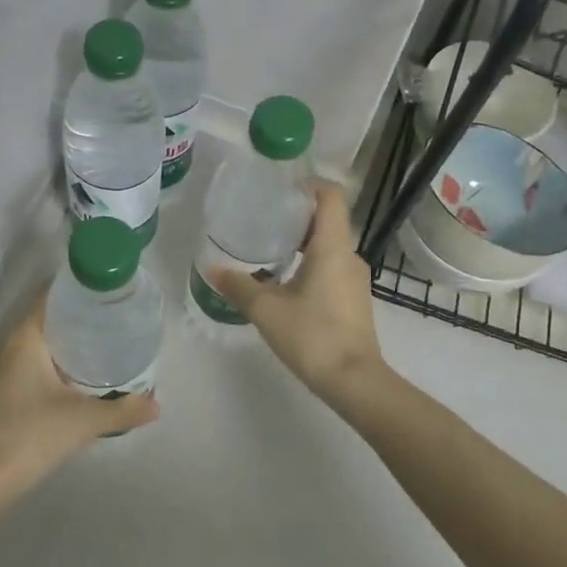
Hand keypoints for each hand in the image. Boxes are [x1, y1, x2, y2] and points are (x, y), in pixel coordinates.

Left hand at [0, 297, 157, 490]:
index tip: (100, 291)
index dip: (72, 291)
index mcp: (24, 342)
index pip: (46, 300)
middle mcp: (6, 350)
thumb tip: (156, 406)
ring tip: (96, 343)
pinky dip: (48, 363)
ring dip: (59, 342)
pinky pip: (26, 365)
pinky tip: (71, 378)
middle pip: (40, 321)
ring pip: (32, 346)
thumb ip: (123, 410)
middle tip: (107, 317)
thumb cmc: (34, 434)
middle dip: (71, 317)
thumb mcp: (85, 420)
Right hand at [207, 181, 387, 401]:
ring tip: (268, 246)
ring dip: (302, 241)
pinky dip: (310, 263)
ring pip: (329, 246)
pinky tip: (285, 280)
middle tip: (263, 216)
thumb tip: (211, 268)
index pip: (330, 197)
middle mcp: (349, 256)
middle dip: (297, 214)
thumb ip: (238, 286)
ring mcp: (355, 280)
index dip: (308, 185)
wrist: (354, 381)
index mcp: (332, 247)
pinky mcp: (354, 300)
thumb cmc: (313, 336)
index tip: (280, 188)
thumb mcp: (266, 310)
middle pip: (327, 220)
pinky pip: (332, 267)